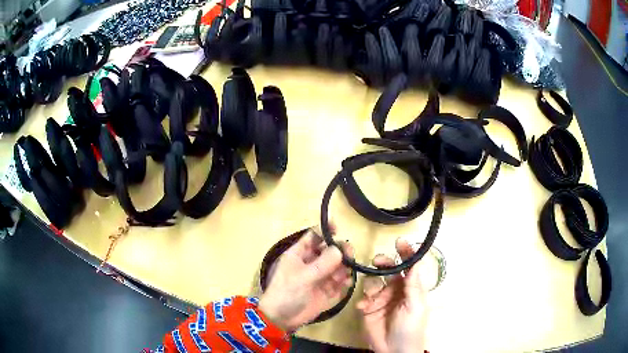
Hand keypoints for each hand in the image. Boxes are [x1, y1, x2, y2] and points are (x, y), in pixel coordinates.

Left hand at [259, 226, 352, 331]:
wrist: (282, 318)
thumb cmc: (286, 293)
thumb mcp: (303, 277)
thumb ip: (322, 264)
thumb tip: (340, 249)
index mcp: (299, 254)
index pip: (313, 236)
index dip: (325, 230)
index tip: (338, 228)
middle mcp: (311, 263)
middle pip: (330, 250)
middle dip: (340, 250)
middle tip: (349, 255)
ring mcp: (320, 277)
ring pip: (337, 265)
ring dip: (344, 267)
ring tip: (345, 274)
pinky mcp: (327, 290)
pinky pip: (340, 281)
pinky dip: (345, 281)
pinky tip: (346, 283)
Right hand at [357, 238, 428, 352]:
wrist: (393, 350)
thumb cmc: (410, 327)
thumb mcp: (416, 306)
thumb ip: (414, 284)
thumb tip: (416, 260)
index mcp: (411, 287)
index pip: (409, 266)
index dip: (405, 253)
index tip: (399, 241)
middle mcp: (396, 289)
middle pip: (388, 269)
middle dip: (383, 263)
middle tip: (376, 261)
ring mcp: (381, 298)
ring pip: (373, 281)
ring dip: (372, 285)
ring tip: (372, 297)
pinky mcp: (368, 308)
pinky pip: (363, 298)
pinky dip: (363, 301)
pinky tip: (365, 308)